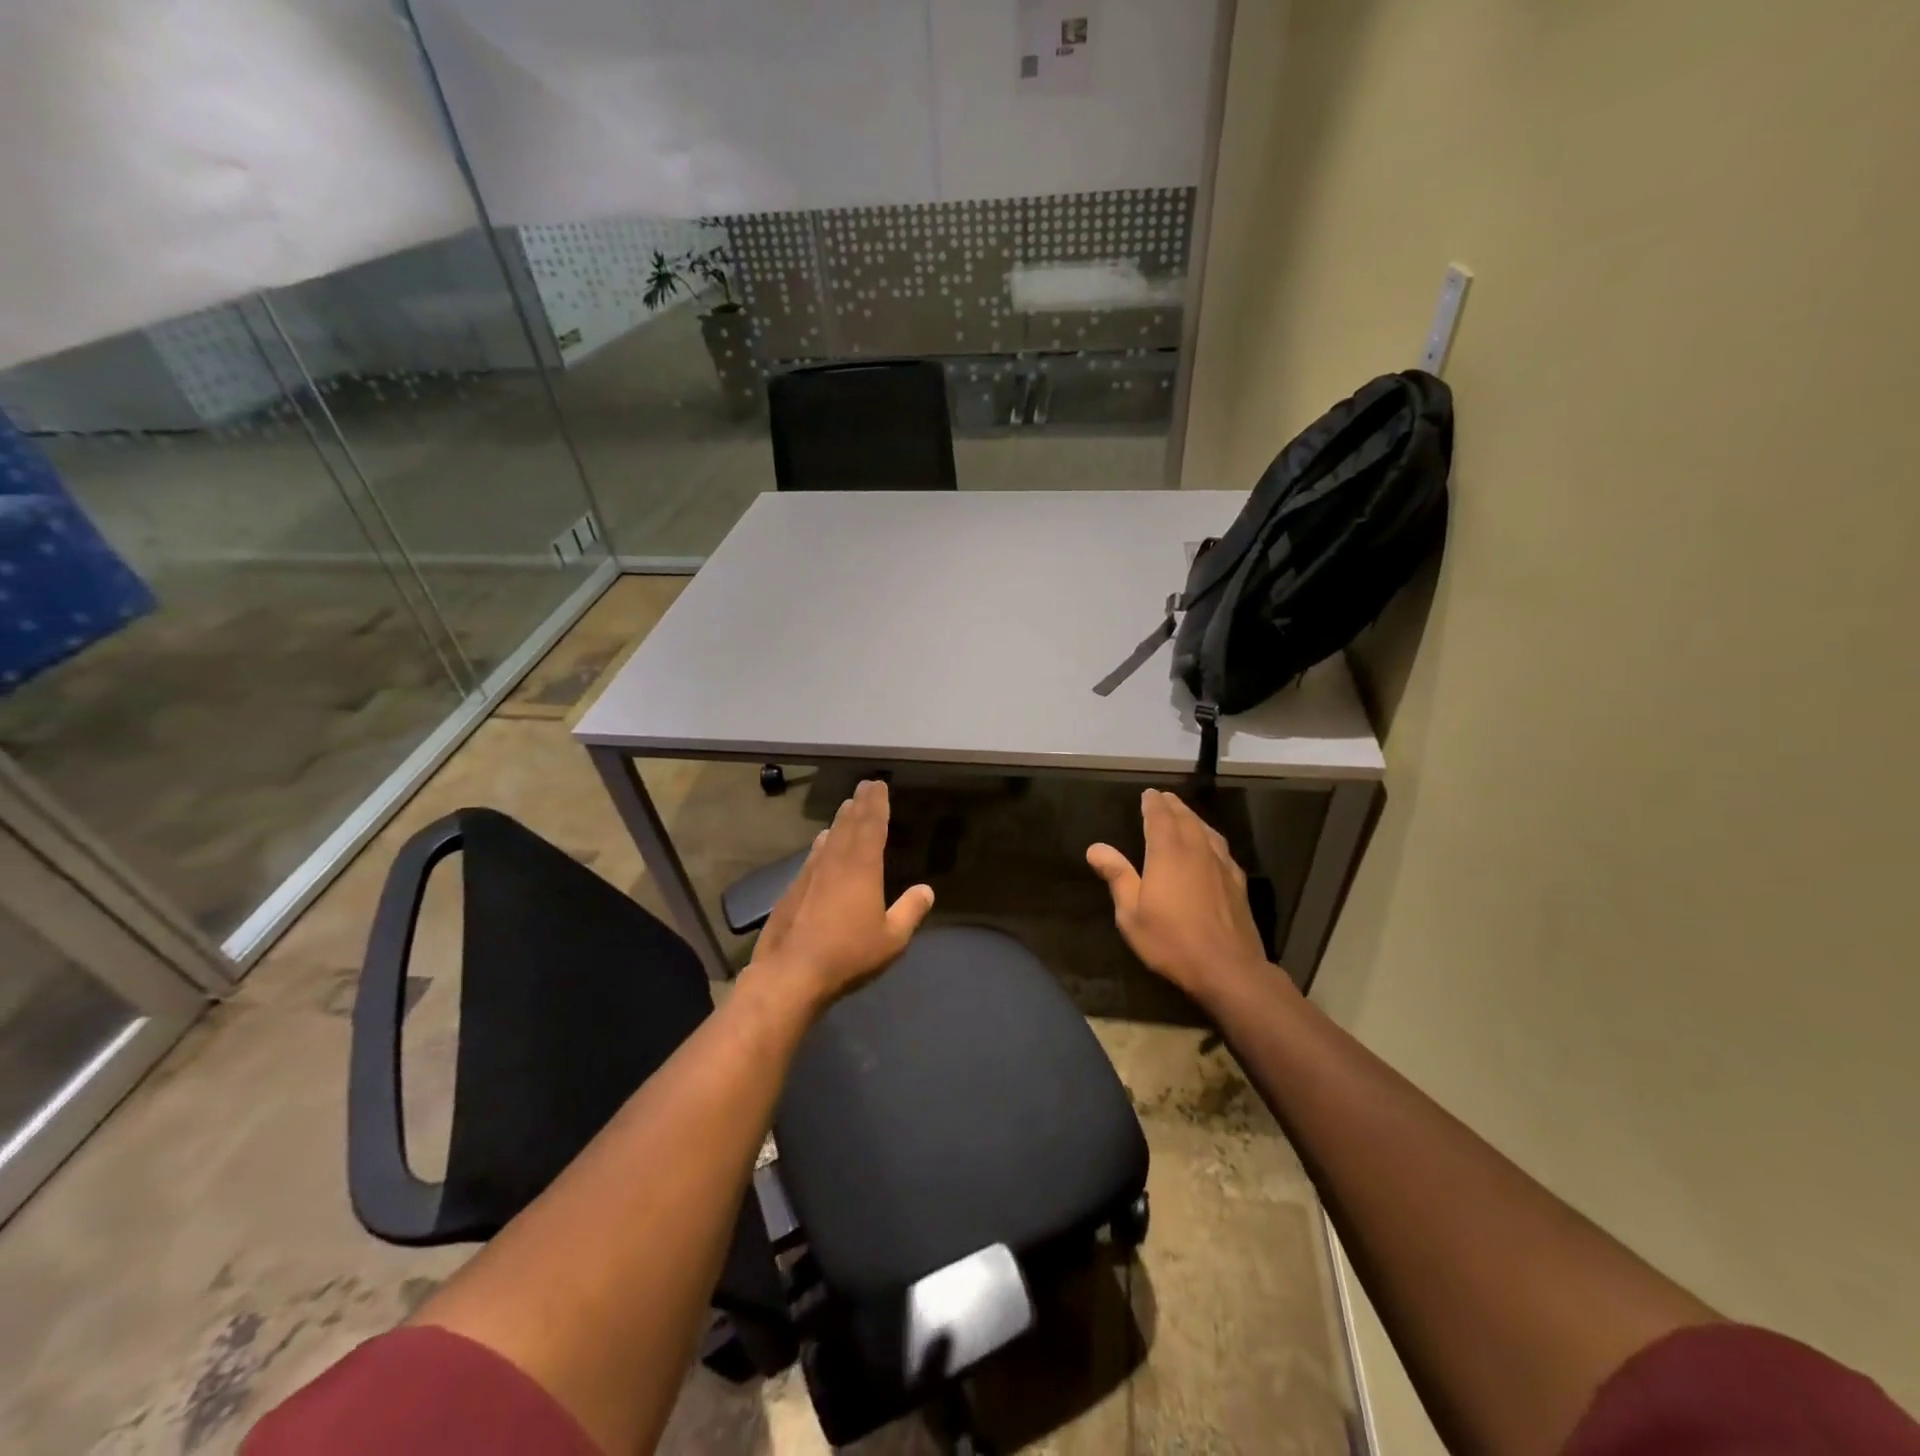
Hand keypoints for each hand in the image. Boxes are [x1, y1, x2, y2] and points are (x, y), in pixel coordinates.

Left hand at [750, 779, 934, 1009]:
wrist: (791, 973)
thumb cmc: (848, 954)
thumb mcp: (892, 939)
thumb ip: (910, 911)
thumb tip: (926, 890)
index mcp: (862, 867)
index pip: (871, 825)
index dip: (877, 804)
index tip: (878, 785)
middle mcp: (835, 862)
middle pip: (848, 825)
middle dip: (859, 804)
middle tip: (864, 787)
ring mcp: (810, 875)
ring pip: (828, 839)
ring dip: (840, 821)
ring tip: (845, 809)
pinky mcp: (792, 890)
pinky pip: (813, 857)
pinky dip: (822, 845)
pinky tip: (821, 846)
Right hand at [1086, 788, 1274, 1004]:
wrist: (1227, 968)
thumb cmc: (1171, 941)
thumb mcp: (1131, 914)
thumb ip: (1117, 876)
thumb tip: (1096, 847)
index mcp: (1168, 853)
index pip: (1159, 817)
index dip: (1153, 803)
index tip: (1148, 794)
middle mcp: (1196, 850)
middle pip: (1185, 818)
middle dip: (1172, 805)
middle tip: (1164, 798)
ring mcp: (1221, 865)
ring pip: (1206, 830)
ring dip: (1192, 817)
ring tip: (1184, 814)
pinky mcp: (1237, 882)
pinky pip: (1221, 847)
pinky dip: (1210, 837)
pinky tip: (1209, 845)